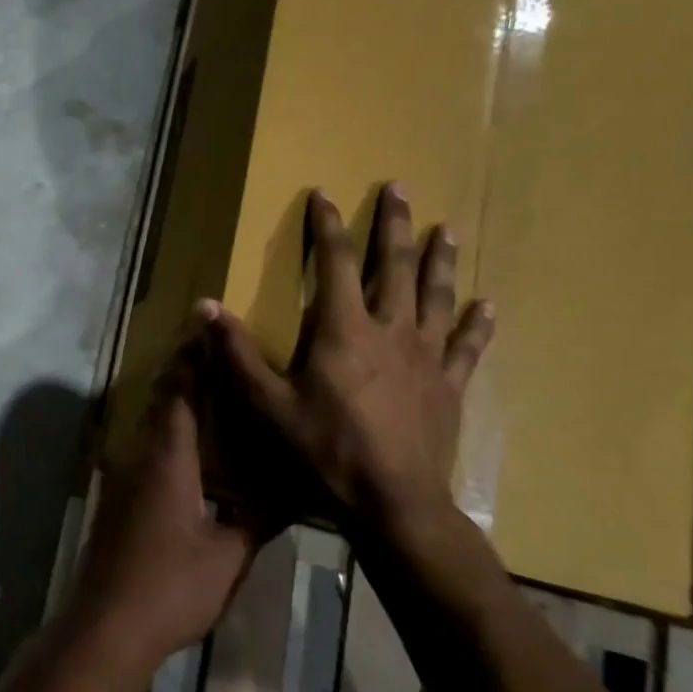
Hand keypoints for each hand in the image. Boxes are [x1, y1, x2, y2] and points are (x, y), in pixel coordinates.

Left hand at [69, 345, 264, 664]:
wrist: (107, 624)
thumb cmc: (171, 585)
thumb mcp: (228, 555)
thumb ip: (257, 518)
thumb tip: (294, 491)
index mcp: (168, 459)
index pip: (179, 393)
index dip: (191, 359)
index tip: (204, 329)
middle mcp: (139, 458)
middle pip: (159, 403)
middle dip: (183, 375)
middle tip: (214, 357)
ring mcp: (122, 479)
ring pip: (148, 427)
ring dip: (173, 406)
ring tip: (209, 398)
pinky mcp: (116, 501)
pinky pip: (143, 452)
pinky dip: (165, 437)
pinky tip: (189, 456)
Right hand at [205, 185, 493, 521]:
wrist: (395, 502)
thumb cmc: (325, 450)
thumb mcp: (267, 404)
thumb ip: (235, 353)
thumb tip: (203, 306)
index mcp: (344, 329)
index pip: (335, 263)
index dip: (328, 226)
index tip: (324, 194)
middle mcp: (390, 330)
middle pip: (395, 266)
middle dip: (394, 225)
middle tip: (400, 188)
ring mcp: (426, 356)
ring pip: (435, 295)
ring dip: (439, 260)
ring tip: (447, 229)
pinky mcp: (449, 385)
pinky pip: (466, 346)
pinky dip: (476, 323)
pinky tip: (488, 305)